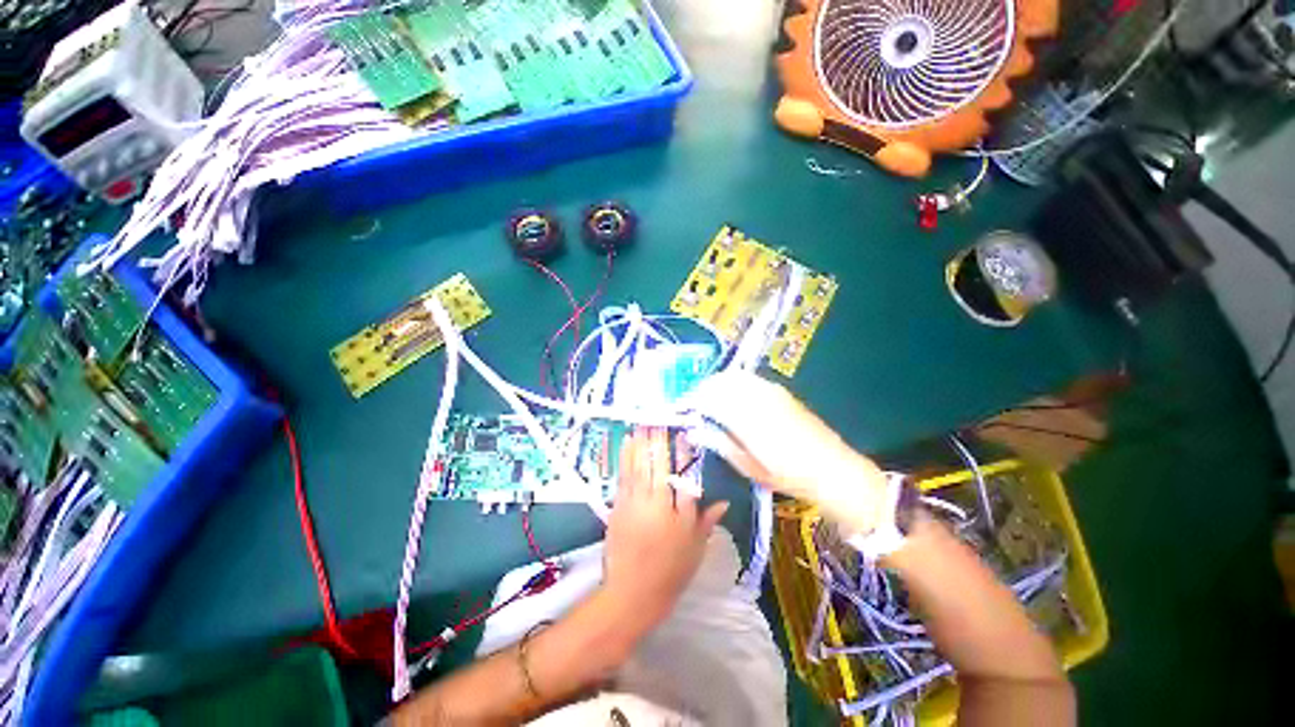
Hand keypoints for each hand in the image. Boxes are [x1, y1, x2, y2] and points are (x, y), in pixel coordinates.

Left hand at [602, 428, 728, 628]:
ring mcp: (635, 503)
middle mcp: (658, 504)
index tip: (683, 435)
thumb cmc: (670, 572)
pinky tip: (627, 444)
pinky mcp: (618, 507)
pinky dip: (625, 458)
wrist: (632, 595)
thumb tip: (724, 501)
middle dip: (657, 441)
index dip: (683, 454)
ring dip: (640, 443)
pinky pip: (623, 476)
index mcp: (680, 515)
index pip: (684, 476)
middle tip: (657, 420)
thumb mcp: (695, 549)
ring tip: (641, 424)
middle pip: (658, 466)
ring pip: (639, 466)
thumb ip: (706, 521)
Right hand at [688, 371, 890, 534]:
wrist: (833, 469)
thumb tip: (695, 431)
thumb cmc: (788, 476)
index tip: (684, 409)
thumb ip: (720, 443)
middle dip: (704, 390)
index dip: (693, 400)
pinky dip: (735, 384)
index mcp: (747, 418)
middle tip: (696, 406)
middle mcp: (757, 398)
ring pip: (735, 376)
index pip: (710, 397)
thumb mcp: (749, 467)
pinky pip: (750, 379)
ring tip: (712, 401)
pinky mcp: (781, 391)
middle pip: (721, 381)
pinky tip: (735, 399)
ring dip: (719, 385)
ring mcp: (771, 391)